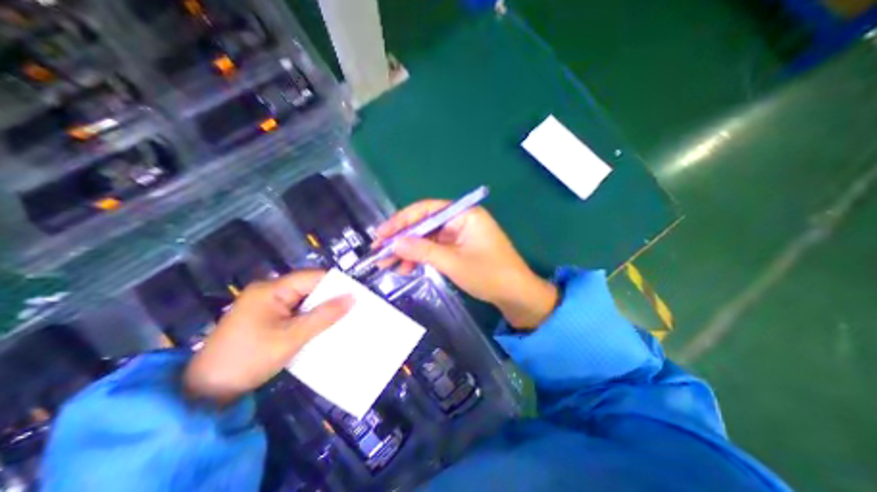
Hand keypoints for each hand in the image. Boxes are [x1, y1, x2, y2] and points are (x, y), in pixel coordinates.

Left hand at [184, 271, 351, 405]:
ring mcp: (265, 304)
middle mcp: (268, 291)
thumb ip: (324, 316)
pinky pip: (294, 311)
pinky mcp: (265, 317)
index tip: (357, 295)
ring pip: (303, 300)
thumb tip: (352, 298)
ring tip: (343, 317)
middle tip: (353, 308)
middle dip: (330, 298)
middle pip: (308, 287)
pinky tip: (322, 326)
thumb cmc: (248, 360)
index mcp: (272, 289)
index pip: (313, 277)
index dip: (336, 284)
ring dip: (320, 309)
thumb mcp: (292, 337)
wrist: (203, 393)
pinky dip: (309, 317)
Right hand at [376, 198, 553, 328]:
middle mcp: (461, 219)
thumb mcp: (452, 263)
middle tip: (380, 251)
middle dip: (402, 238)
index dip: (401, 221)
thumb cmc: (489, 275)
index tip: (381, 234)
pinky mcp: (459, 247)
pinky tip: (406, 268)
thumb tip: (394, 243)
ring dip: (409, 250)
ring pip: (428, 238)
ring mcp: (460, 234)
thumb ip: (422, 251)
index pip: (426, 210)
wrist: (516, 294)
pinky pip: (435, 248)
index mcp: (464, 214)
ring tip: (388, 265)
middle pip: (425, 224)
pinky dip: (421, 257)